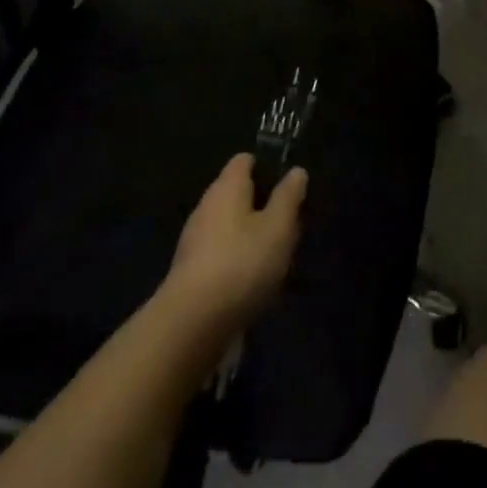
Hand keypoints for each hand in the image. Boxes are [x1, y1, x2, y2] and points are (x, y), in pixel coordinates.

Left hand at [157, 154, 307, 332]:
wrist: (191, 326)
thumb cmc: (242, 263)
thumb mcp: (279, 226)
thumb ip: (289, 196)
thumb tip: (296, 171)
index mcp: (227, 187)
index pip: (244, 161)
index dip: (266, 165)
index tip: (288, 181)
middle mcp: (206, 207)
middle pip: (237, 194)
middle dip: (263, 204)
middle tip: (290, 221)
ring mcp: (195, 242)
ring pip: (230, 226)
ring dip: (252, 235)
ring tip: (277, 253)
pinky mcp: (191, 274)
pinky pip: (221, 254)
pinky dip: (238, 260)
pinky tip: (256, 279)